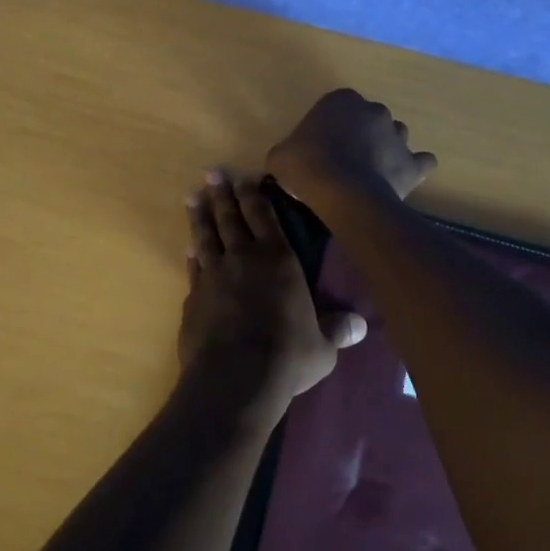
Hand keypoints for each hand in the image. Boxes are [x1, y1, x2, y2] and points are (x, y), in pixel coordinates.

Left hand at [180, 170, 365, 415]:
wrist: (234, 378)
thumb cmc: (286, 356)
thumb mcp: (322, 347)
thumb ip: (336, 330)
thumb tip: (361, 325)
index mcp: (278, 260)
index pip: (264, 216)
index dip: (254, 195)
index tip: (245, 177)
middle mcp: (243, 258)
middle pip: (230, 217)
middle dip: (222, 193)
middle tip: (212, 172)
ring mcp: (214, 275)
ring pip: (205, 236)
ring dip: (199, 215)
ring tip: (192, 197)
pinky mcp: (193, 297)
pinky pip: (193, 268)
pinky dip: (191, 255)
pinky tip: (188, 248)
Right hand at [265, 89, 437, 209]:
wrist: (341, 193)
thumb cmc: (306, 165)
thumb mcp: (280, 155)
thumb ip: (288, 151)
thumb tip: (288, 160)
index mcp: (341, 100)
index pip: (337, 107)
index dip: (329, 127)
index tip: (319, 148)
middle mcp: (374, 110)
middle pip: (369, 119)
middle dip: (361, 135)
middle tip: (344, 160)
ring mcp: (398, 136)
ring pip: (395, 137)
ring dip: (386, 149)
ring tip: (370, 172)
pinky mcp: (413, 164)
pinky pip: (421, 162)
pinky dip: (414, 169)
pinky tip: (401, 179)